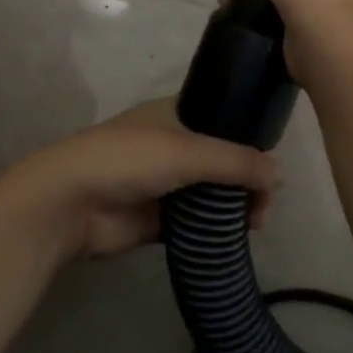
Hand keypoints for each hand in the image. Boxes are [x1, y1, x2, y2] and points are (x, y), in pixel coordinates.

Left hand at [0, 98, 280, 257]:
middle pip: (222, 160)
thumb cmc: (128, 159)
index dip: (250, 139)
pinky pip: (196, 221)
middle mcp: (173, 144)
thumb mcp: (188, 151)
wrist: (72, 202)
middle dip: (246, 180)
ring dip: (233, 207)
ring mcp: (165, 182)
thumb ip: (237, 162)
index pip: (225, 120)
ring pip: (211, 193)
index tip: (271, 165)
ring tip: (253, 224)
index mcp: (176, 113)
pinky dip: (215, 229)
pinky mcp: (158, 218)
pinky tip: (234, 239)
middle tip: (263, 206)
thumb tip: (281, 174)